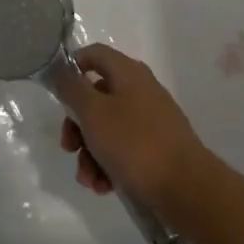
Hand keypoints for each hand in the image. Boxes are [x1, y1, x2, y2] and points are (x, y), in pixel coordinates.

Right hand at [57, 44, 215, 214]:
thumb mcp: (93, 113)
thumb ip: (72, 88)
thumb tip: (60, 69)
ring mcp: (150, 121)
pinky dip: (108, 166)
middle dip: (77, 126)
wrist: (186, 189)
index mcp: (128, 74)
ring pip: (106, 129)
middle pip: (96, 97)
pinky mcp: (156, 149)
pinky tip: (104, 186)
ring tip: (90, 179)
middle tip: (68, 147)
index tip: (57, 92)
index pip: (94, 54)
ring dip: (90, 154)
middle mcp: (140, 92)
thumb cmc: (134, 144)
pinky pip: (123, 151)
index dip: (72, 67)